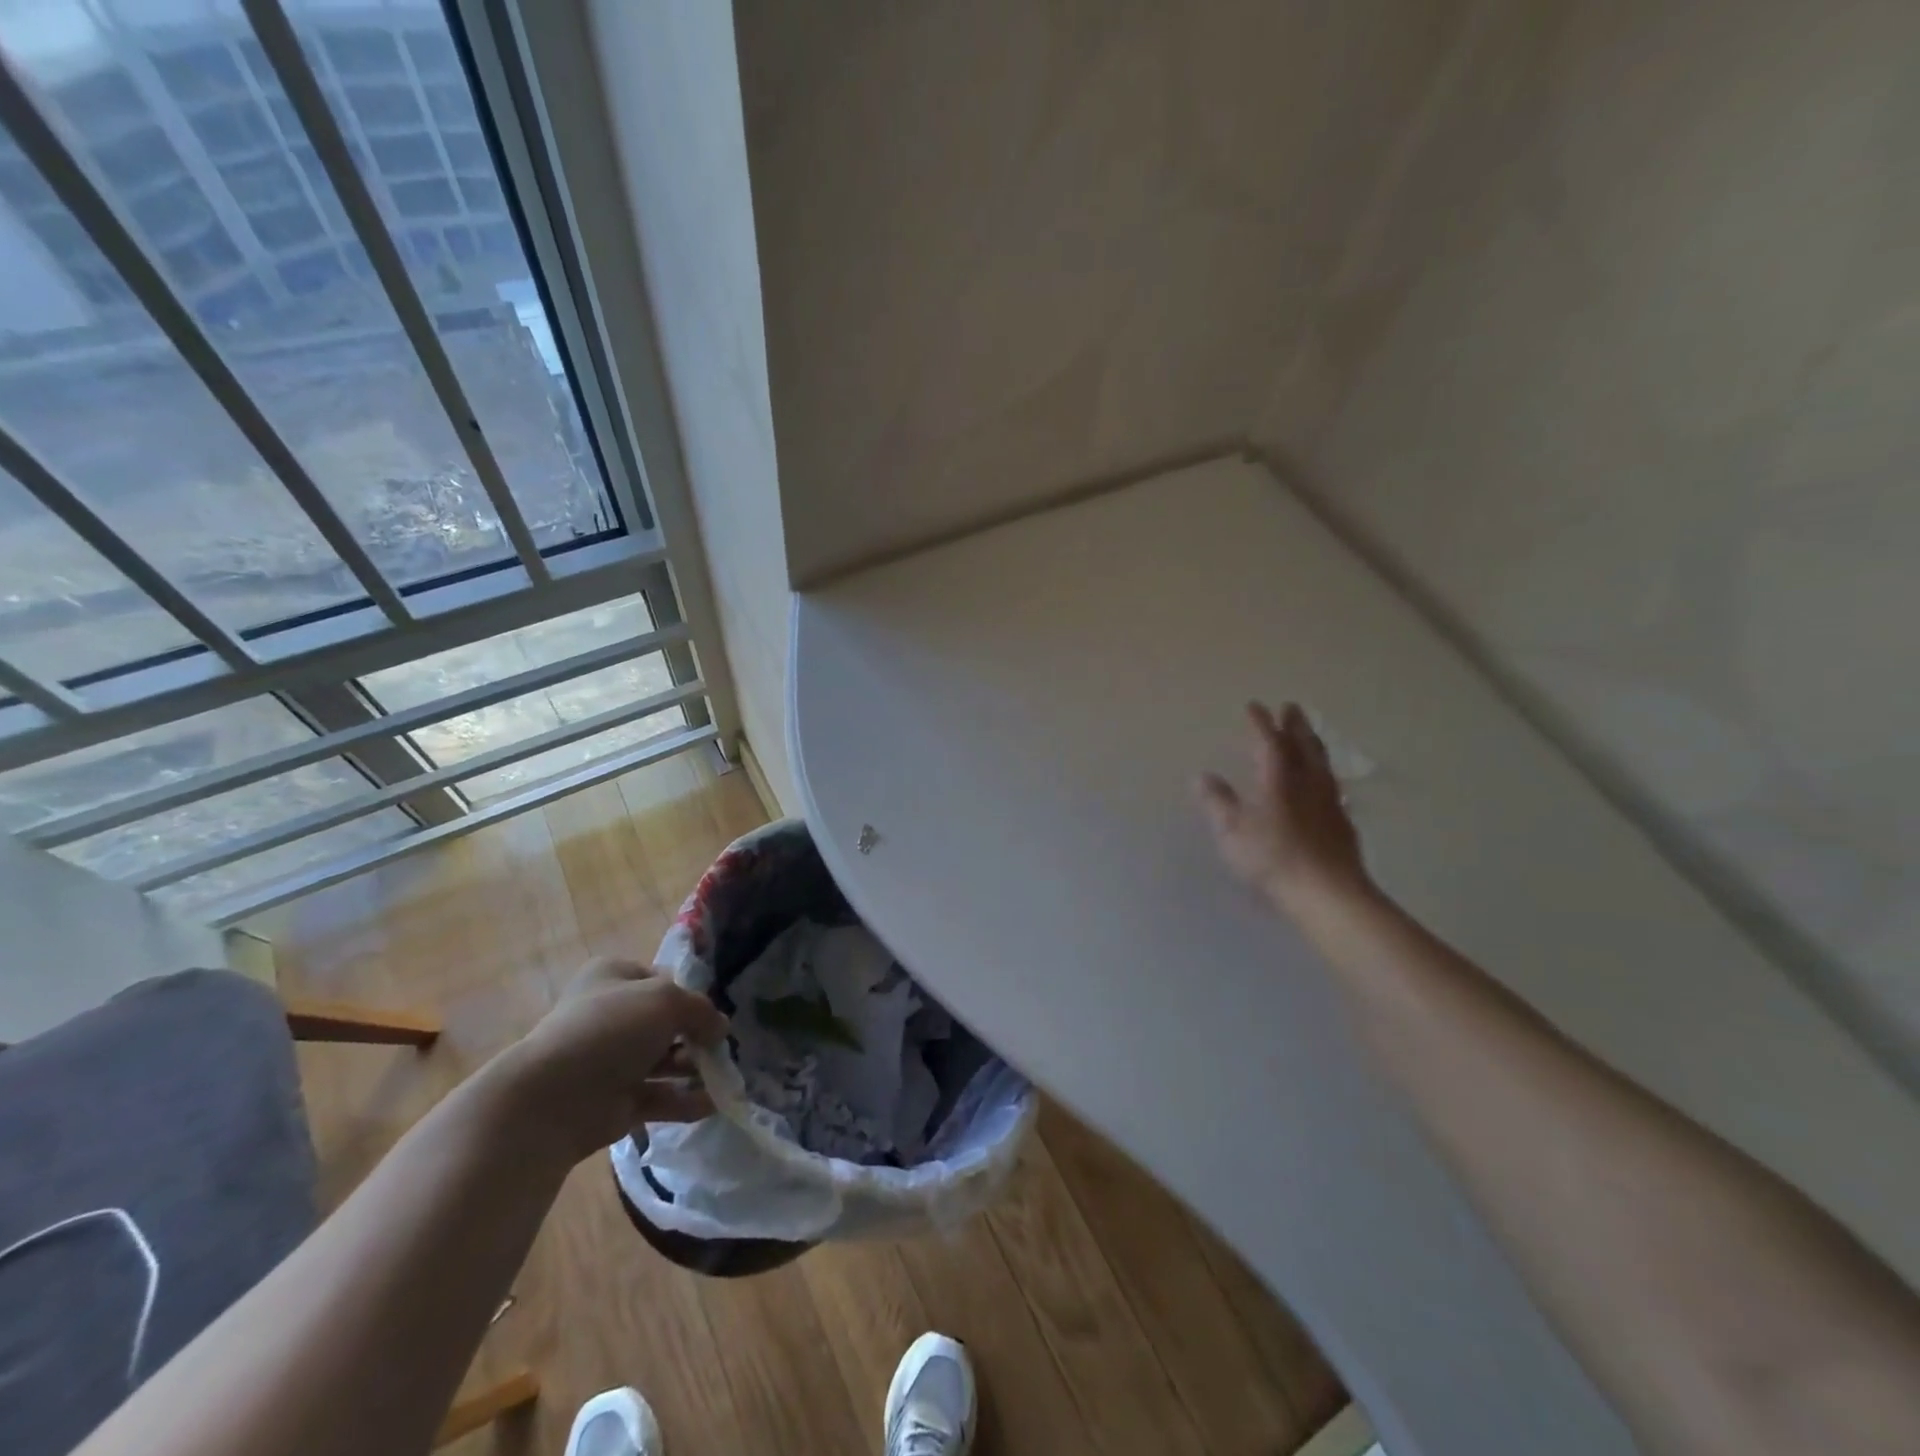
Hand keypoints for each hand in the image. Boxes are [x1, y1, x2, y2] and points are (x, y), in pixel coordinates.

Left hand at [493, 958, 729, 1162]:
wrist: (554, 1098)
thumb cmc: (611, 1030)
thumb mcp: (667, 1000)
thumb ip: (701, 1010)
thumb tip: (720, 1028)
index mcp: (614, 977)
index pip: (662, 979)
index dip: (690, 994)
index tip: (712, 1013)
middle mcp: (612, 1015)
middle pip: (666, 1023)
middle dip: (696, 1036)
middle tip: (720, 1048)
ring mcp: (612, 1061)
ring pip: (665, 1061)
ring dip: (695, 1069)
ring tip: (722, 1076)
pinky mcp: (616, 1101)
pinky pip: (659, 1097)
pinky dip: (685, 1101)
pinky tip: (712, 1104)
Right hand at [1197, 701, 1372, 912]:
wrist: (1327, 893)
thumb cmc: (1272, 858)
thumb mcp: (1232, 830)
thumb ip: (1218, 802)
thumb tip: (1202, 776)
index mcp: (1278, 779)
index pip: (1269, 742)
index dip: (1260, 723)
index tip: (1254, 706)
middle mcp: (1307, 782)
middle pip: (1303, 746)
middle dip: (1295, 725)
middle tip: (1292, 707)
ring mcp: (1329, 802)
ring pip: (1321, 763)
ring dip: (1313, 744)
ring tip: (1310, 735)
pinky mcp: (1342, 822)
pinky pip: (1332, 785)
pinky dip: (1325, 773)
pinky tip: (1325, 782)